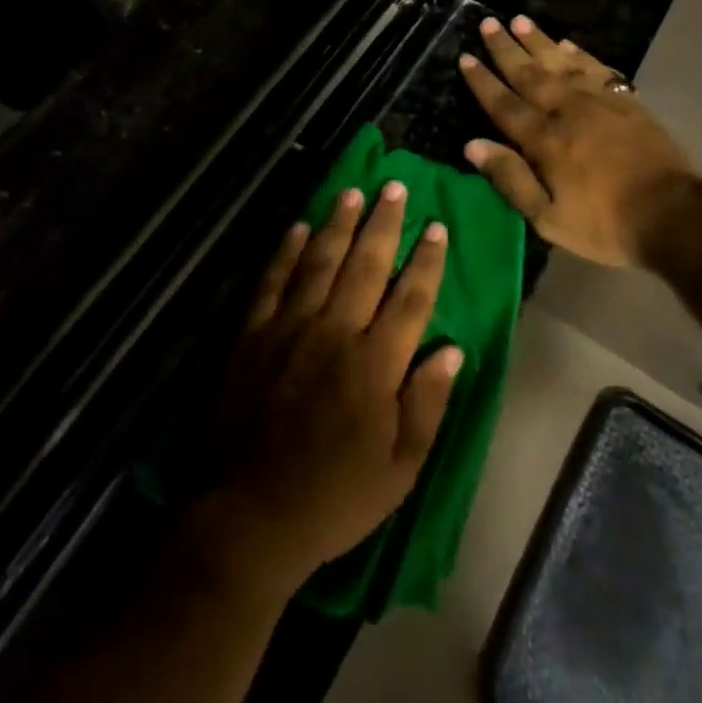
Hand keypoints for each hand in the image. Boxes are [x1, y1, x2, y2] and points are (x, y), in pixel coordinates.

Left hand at [204, 182, 462, 593]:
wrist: (248, 516)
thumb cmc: (335, 497)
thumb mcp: (400, 469)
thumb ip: (428, 404)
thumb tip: (453, 349)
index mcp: (375, 364)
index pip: (410, 298)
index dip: (426, 260)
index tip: (437, 226)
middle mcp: (335, 333)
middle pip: (366, 266)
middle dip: (384, 223)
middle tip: (395, 186)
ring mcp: (290, 329)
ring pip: (320, 262)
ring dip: (338, 224)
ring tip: (352, 192)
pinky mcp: (253, 335)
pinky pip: (273, 282)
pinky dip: (286, 252)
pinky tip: (299, 227)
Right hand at [459, 14, 701, 267]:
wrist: (671, 214)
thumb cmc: (604, 224)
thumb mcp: (548, 218)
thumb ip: (510, 179)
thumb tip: (472, 145)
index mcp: (544, 141)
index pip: (505, 105)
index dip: (483, 82)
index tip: (466, 57)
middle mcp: (567, 112)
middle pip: (530, 74)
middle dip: (506, 49)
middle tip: (487, 23)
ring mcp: (599, 102)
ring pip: (562, 63)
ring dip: (538, 41)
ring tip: (520, 20)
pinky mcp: (626, 101)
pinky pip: (597, 68)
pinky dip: (579, 53)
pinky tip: (567, 43)